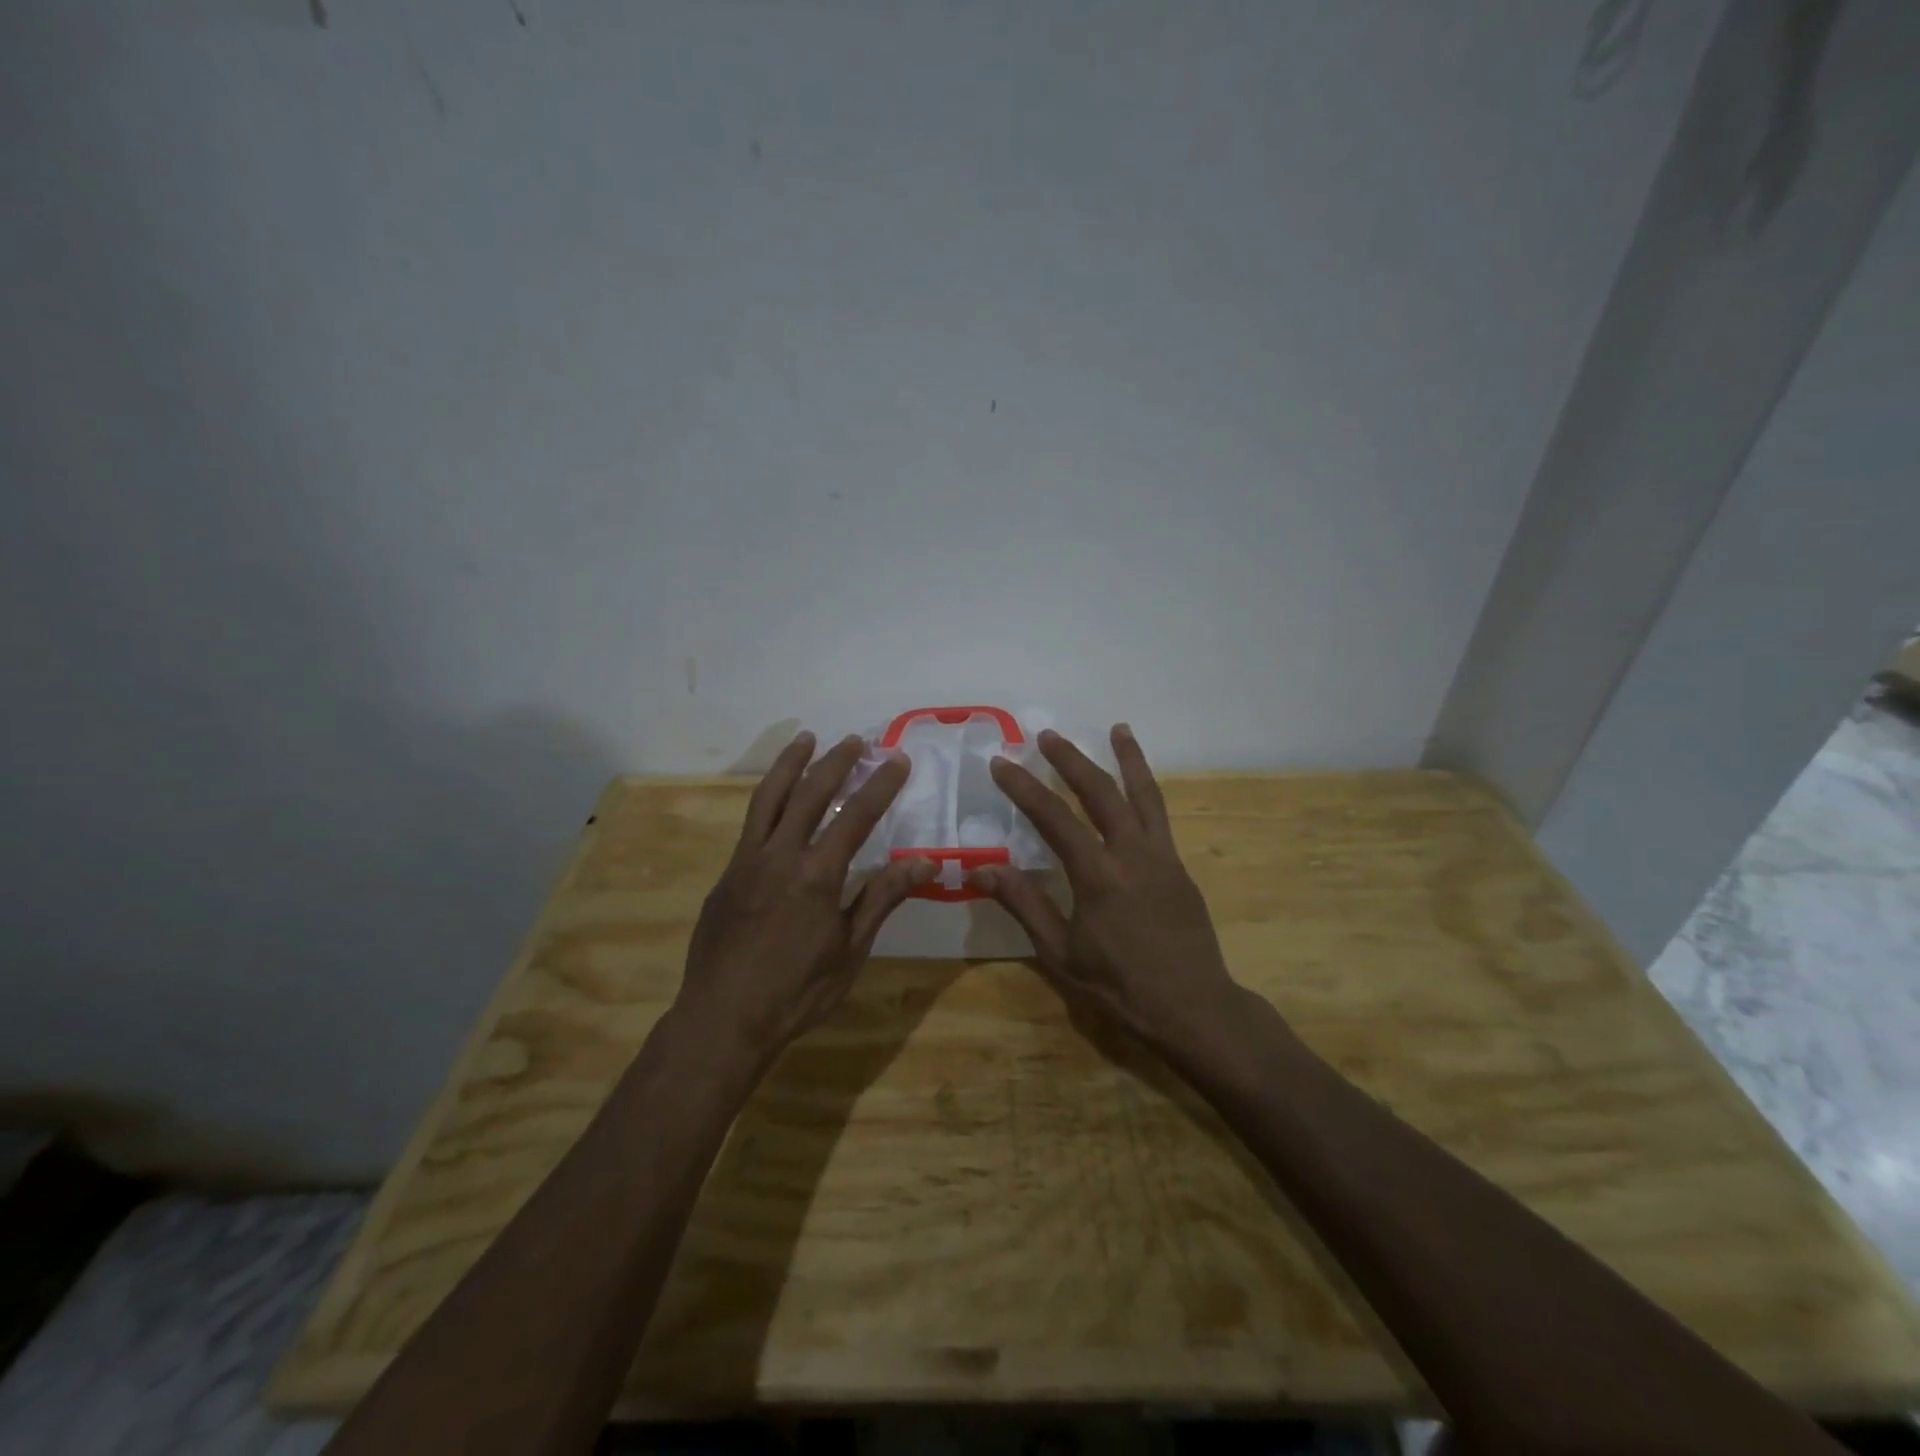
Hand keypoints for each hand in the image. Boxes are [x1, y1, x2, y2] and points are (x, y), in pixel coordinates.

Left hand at [677, 732, 933, 1061]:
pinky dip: (768, 798)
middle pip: (810, 793)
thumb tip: (926, 862)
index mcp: (816, 874)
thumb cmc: (797, 990)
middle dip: (836, 762)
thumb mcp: (850, 949)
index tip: (897, 760)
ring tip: (806, 739)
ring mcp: (746, 861)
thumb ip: (883, 897)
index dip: (880, 785)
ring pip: (769, 798)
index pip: (856, 816)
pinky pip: (751, 823)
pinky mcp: (726, 874)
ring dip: (791, 764)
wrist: (722, 1019)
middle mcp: (779, 855)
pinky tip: (777, 798)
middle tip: (857, 741)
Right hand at [969, 725, 1248, 1056]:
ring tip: (1118, 728)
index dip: (1024, 788)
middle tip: (1047, 736)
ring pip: (1144, 794)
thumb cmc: (1120, 985)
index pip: (1054, 818)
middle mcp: (1132, 853)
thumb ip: (1024, 904)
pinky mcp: (1179, 866)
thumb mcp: (1061, 953)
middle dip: (1071, 760)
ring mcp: (1162, 856)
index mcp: (1098, 875)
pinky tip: (1140, 784)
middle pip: (1100, 792)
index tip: (1002, 763)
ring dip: (1128, 758)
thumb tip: (982, 867)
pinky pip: (1161, 815)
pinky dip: (1148, 789)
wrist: (1193, 1006)